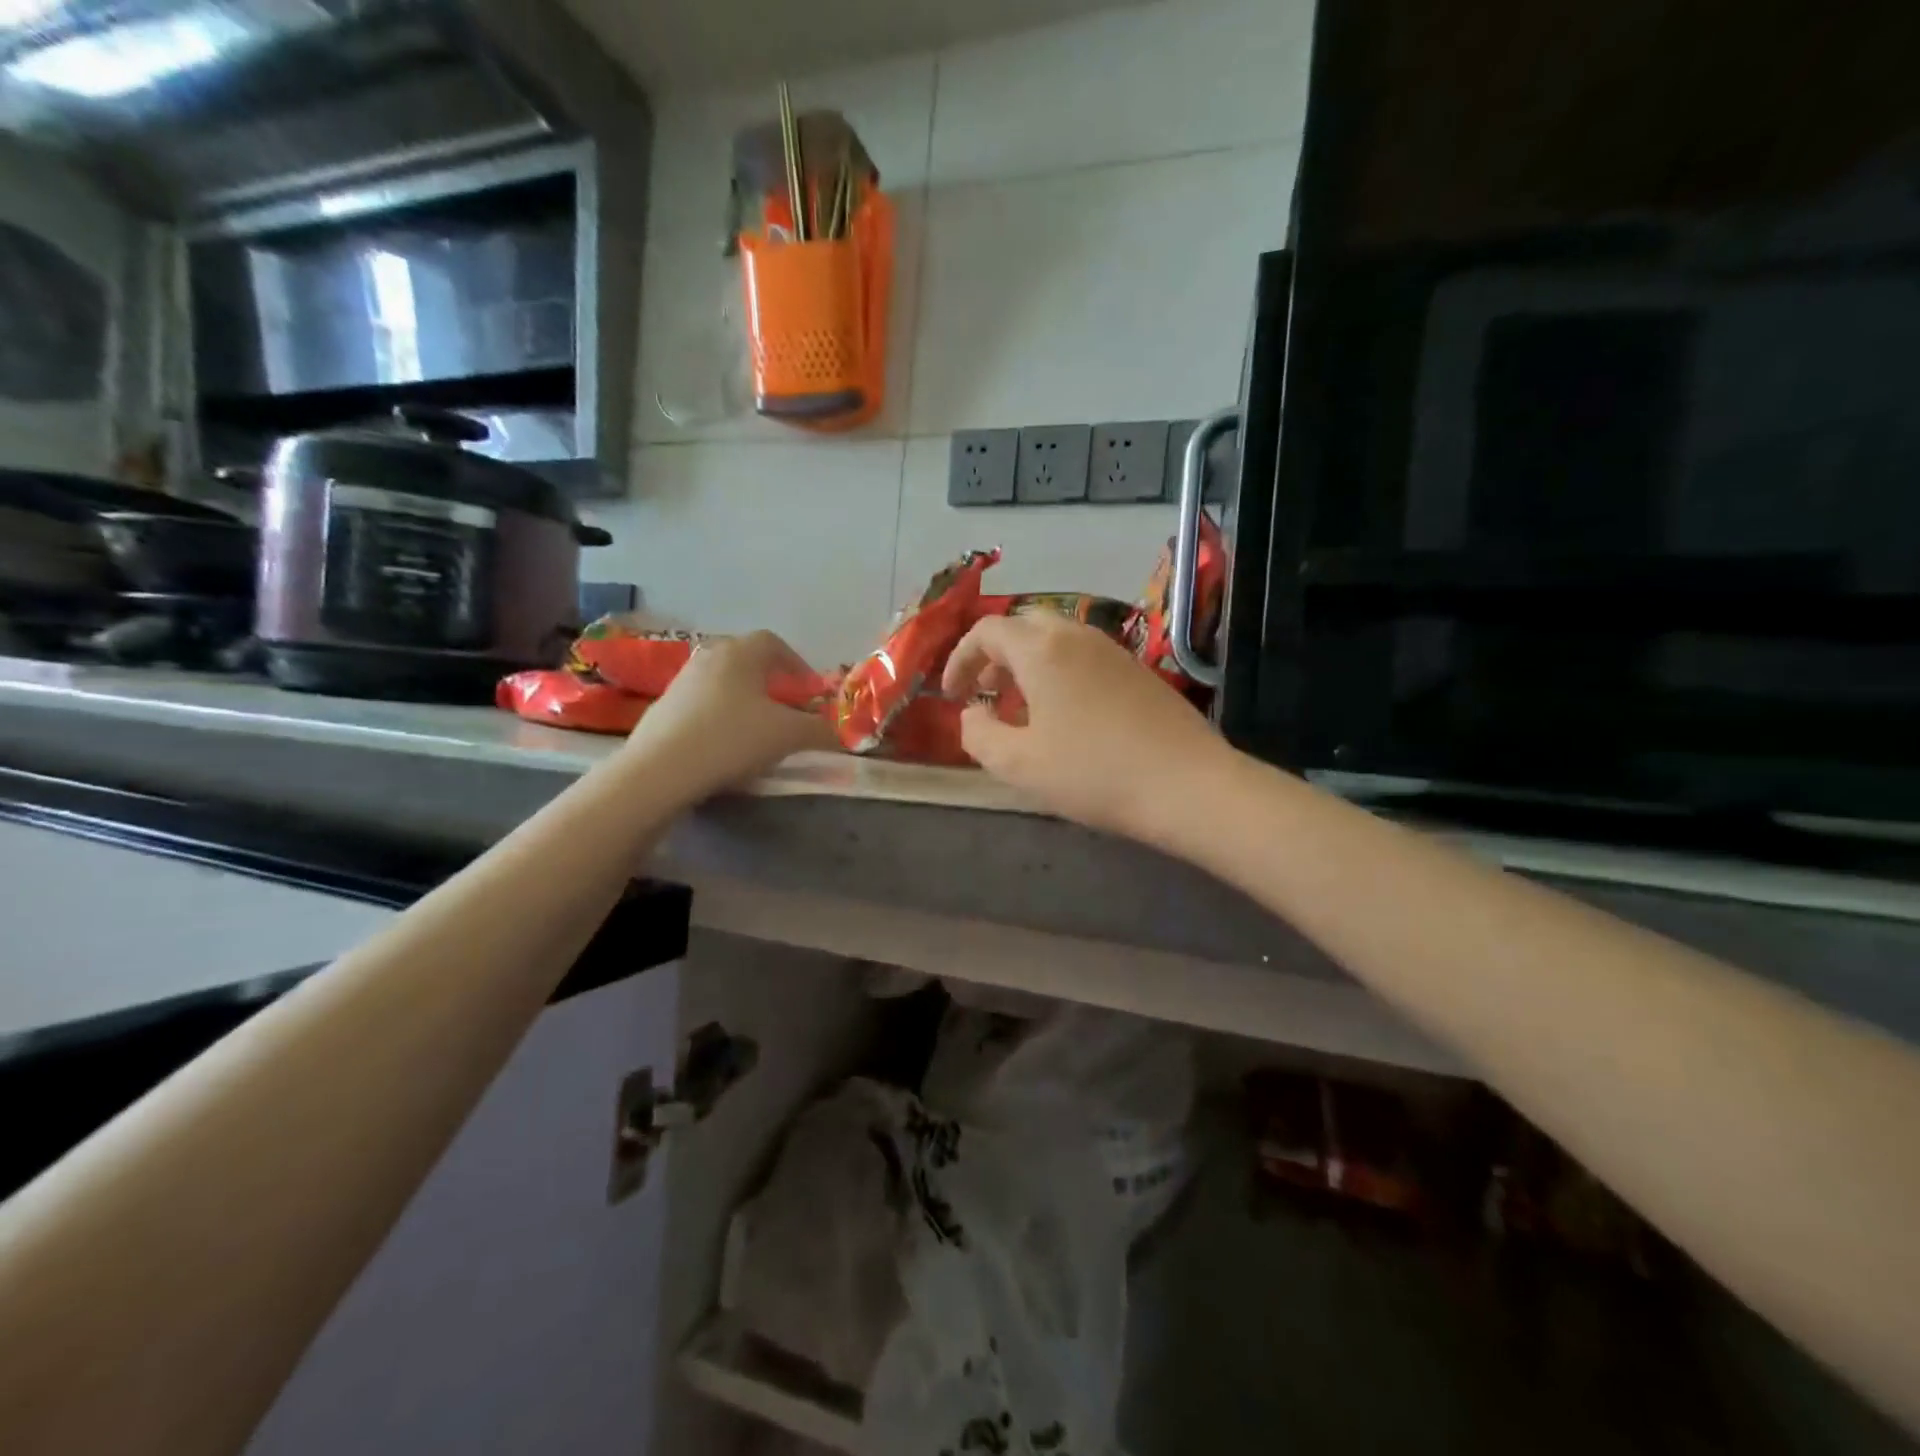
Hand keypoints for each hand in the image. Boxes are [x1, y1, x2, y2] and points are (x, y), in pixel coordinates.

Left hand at [621, 631, 837, 801]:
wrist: (660, 771)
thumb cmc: (732, 739)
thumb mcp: (788, 736)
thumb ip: (821, 731)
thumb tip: (844, 733)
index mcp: (741, 653)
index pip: (774, 643)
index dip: (797, 665)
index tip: (808, 692)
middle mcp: (709, 657)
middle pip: (747, 661)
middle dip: (771, 683)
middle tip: (786, 710)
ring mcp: (681, 682)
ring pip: (723, 684)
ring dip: (744, 701)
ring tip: (757, 731)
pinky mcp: (663, 709)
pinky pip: (702, 705)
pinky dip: (719, 718)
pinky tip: (724, 747)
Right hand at [941, 613, 1229, 840]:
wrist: (1187, 785)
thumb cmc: (1092, 773)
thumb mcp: (1017, 764)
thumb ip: (978, 734)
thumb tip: (972, 713)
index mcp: (1041, 649)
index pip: (987, 631)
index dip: (960, 659)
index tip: (952, 695)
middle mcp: (1077, 636)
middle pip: (1024, 627)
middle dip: (995, 656)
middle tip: (987, 694)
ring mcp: (1113, 651)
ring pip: (1057, 640)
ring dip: (1029, 666)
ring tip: (1023, 710)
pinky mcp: (1138, 671)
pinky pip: (1084, 657)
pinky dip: (1060, 674)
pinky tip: (1066, 718)